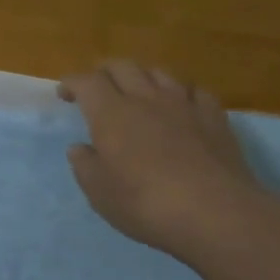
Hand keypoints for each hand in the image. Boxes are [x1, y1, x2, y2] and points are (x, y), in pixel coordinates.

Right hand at [59, 61, 278, 262]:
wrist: (215, 213)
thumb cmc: (145, 203)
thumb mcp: (99, 193)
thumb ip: (85, 166)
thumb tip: (80, 148)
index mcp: (110, 113)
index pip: (86, 82)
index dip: (72, 83)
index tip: (64, 94)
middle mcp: (145, 98)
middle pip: (122, 66)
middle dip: (104, 71)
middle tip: (97, 88)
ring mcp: (184, 104)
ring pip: (159, 72)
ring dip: (142, 77)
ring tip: (138, 92)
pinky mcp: (214, 117)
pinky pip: (195, 91)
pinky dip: (181, 93)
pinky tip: (181, 106)